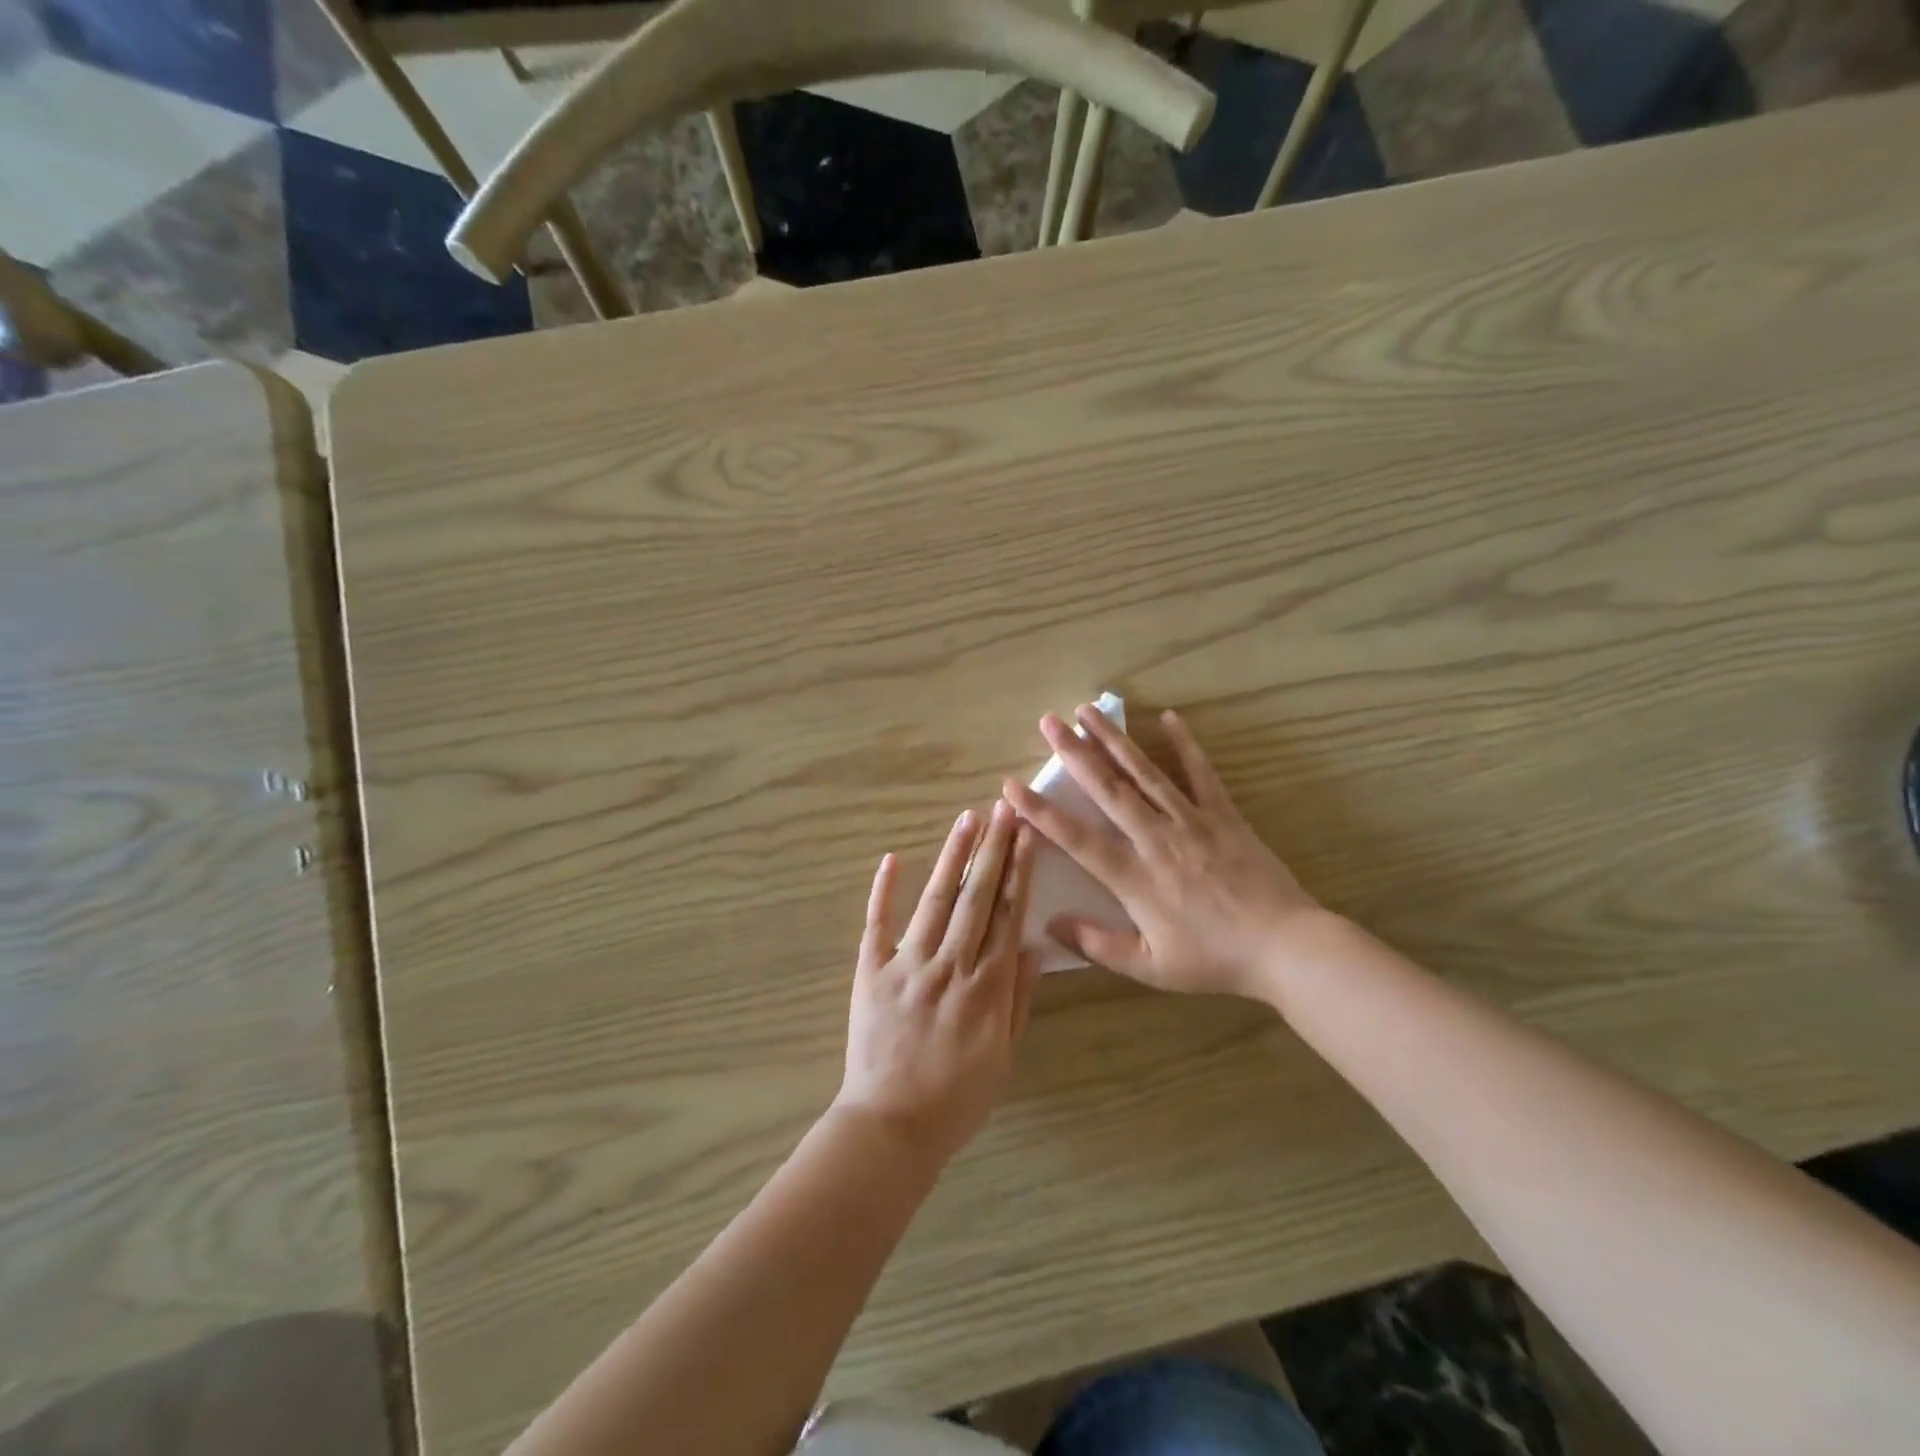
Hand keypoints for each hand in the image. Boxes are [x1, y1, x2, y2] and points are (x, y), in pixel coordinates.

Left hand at [836, 802, 1039, 1163]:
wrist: (892, 1127)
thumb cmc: (956, 1098)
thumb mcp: (1004, 1056)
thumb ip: (1018, 999)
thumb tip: (1032, 947)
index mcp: (987, 986)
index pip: (1008, 915)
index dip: (1019, 872)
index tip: (1027, 836)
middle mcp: (950, 965)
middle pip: (976, 897)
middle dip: (992, 850)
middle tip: (1002, 809)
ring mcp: (907, 965)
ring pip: (935, 900)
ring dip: (952, 857)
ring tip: (966, 820)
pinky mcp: (870, 972)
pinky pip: (877, 925)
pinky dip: (883, 890)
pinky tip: (892, 858)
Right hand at [1003, 705, 1326, 1001]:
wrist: (1285, 947)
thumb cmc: (1214, 960)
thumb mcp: (1151, 968)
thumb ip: (1098, 945)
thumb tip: (1049, 925)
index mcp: (1135, 879)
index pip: (1078, 840)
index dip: (1042, 812)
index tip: (1012, 787)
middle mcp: (1157, 840)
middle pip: (1109, 790)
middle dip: (1075, 754)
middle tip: (1049, 722)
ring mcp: (1192, 822)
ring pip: (1146, 773)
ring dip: (1115, 740)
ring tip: (1089, 710)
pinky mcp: (1223, 815)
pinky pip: (1201, 774)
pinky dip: (1185, 745)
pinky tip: (1169, 718)